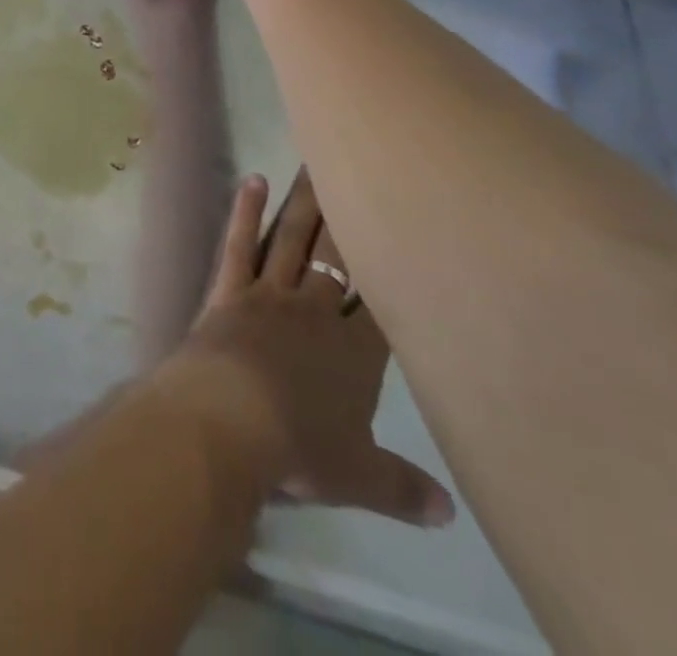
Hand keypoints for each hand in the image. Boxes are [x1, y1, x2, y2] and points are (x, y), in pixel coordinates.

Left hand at [151, 173, 456, 527]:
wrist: (226, 420)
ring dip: (306, 203)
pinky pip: (240, 243)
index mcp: (355, 355)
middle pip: (339, 258)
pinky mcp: (228, 288)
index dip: (396, 275)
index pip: (383, 309)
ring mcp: (269, 293)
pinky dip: (246, 211)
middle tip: (363, 174)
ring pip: (293, 239)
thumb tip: (450, 513)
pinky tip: (254, 179)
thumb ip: (404, 489)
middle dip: (353, 219)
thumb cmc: (296, 450)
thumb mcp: (358, 479)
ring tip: (317, 163)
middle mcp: (315, 312)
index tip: (411, 238)